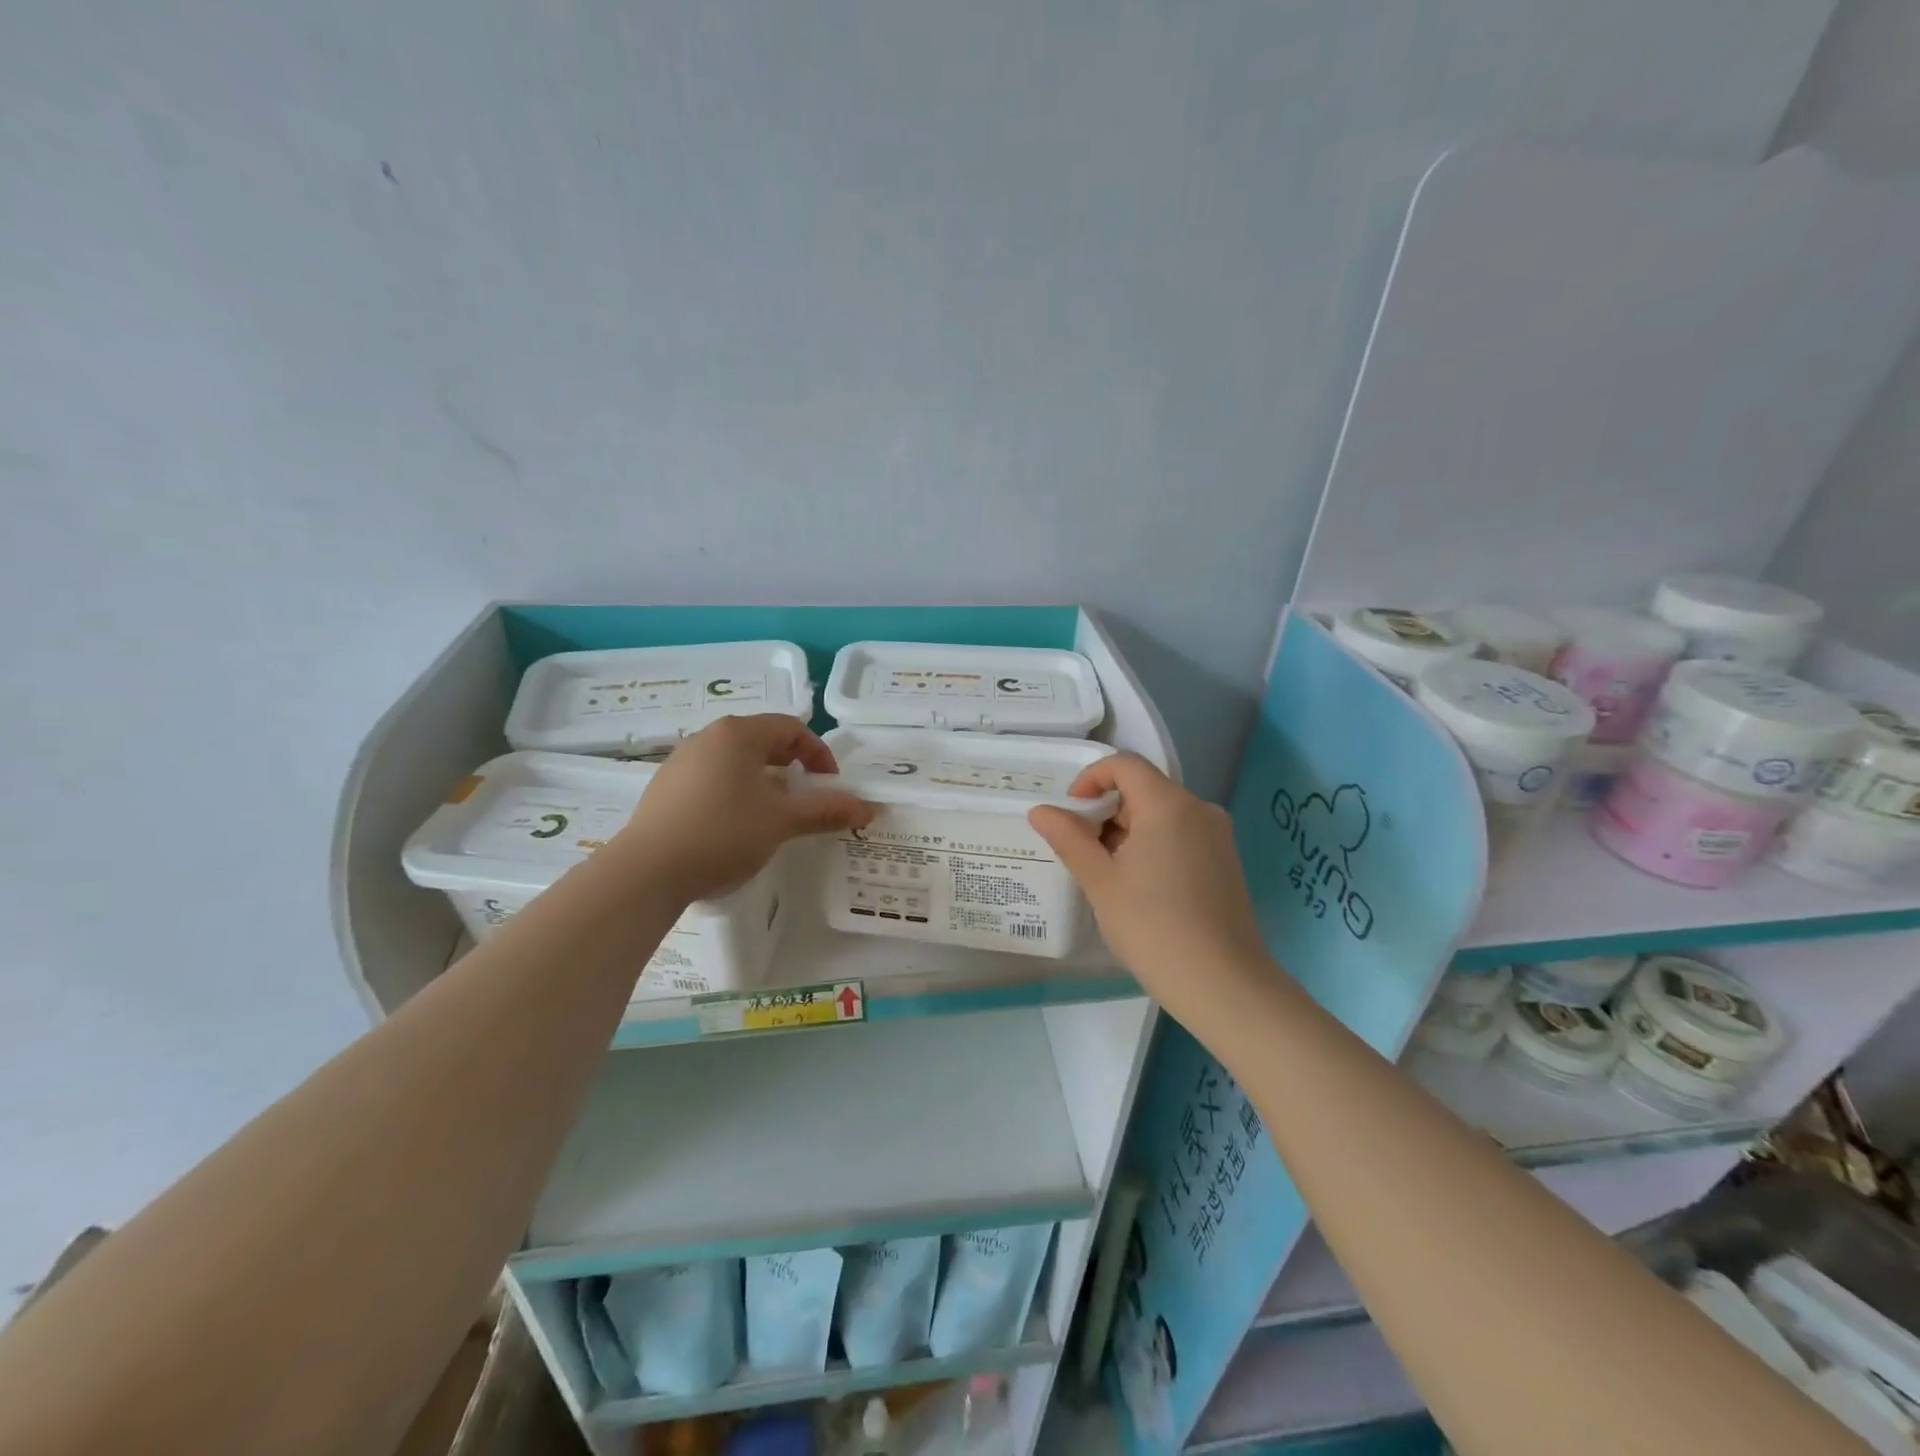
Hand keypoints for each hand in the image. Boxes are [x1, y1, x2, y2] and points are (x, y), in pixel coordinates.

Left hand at [613, 715, 874, 903]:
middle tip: (806, 798)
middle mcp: (707, 737)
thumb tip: (870, 808)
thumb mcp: (782, 821)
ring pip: (736, 761)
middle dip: (792, 767)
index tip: (831, 785)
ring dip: (764, 782)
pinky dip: (735, 793)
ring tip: (773, 815)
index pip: (791, 728)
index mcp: (738, 733)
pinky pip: (712, 779)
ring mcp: (681, 762)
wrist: (647, 871)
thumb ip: (827, 810)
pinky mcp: (664, 788)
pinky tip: (735, 827)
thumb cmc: (724, 833)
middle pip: (762, 741)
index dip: (819, 754)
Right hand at [1028, 753, 1270, 1014]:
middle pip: (1144, 788)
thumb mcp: (1100, 882)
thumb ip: (1069, 839)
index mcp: (1168, 804)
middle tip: (1081, 850)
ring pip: (1162, 814)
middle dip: (1106, 811)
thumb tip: (1040, 811)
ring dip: (1127, 831)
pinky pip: (1181, 835)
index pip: (1125, 765)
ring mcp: (1217, 836)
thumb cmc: (1153, 927)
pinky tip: (1139, 887)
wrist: (1223, 984)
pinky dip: (1152, 845)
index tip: (1071, 814)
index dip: (1091, 779)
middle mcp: (1198, 809)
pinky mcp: (1225, 861)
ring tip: (1106, 873)